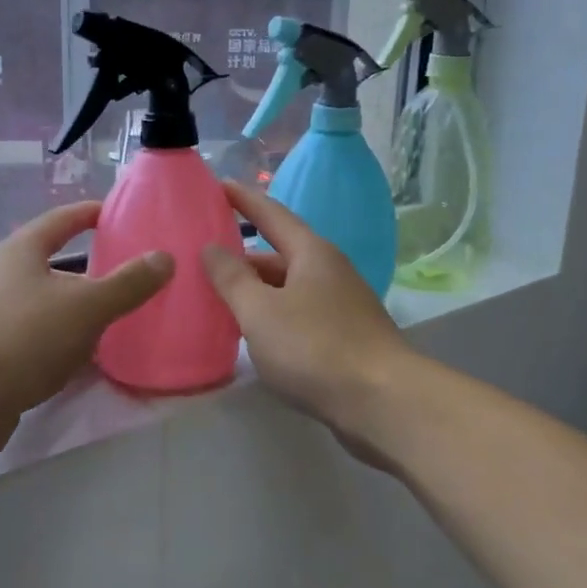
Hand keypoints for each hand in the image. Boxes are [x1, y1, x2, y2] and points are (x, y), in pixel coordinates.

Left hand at [0, 200, 171, 431]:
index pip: (62, 219)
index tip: (123, 214)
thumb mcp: (86, 306)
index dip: (92, 213)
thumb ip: (128, 283)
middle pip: (57, 263)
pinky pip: (43, 337)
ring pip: (51, 303)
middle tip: (136, 273)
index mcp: (22, 250)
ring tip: (124, 317)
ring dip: (83, 309)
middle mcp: (6, 276)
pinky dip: (69, 340)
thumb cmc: (23, 337)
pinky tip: (93, 357)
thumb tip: (165, 257)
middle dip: (95, 268)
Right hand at [200, 182, 411, 438]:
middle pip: (279, 255)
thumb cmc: (314, 347)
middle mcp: (330, 271)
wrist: (382, 402)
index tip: (218, 186)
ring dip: (257, 291)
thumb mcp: (260, 311)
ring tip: (219, 300)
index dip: (243, 200)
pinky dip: (273, 316)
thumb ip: (232, 278)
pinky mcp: (346, 337)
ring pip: (289, 288)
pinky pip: (299, 314)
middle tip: (204, 262)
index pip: (271, 215)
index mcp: (311, 253)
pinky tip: (254, 335)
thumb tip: (212, 248)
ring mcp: (341, 305)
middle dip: (243, 258)